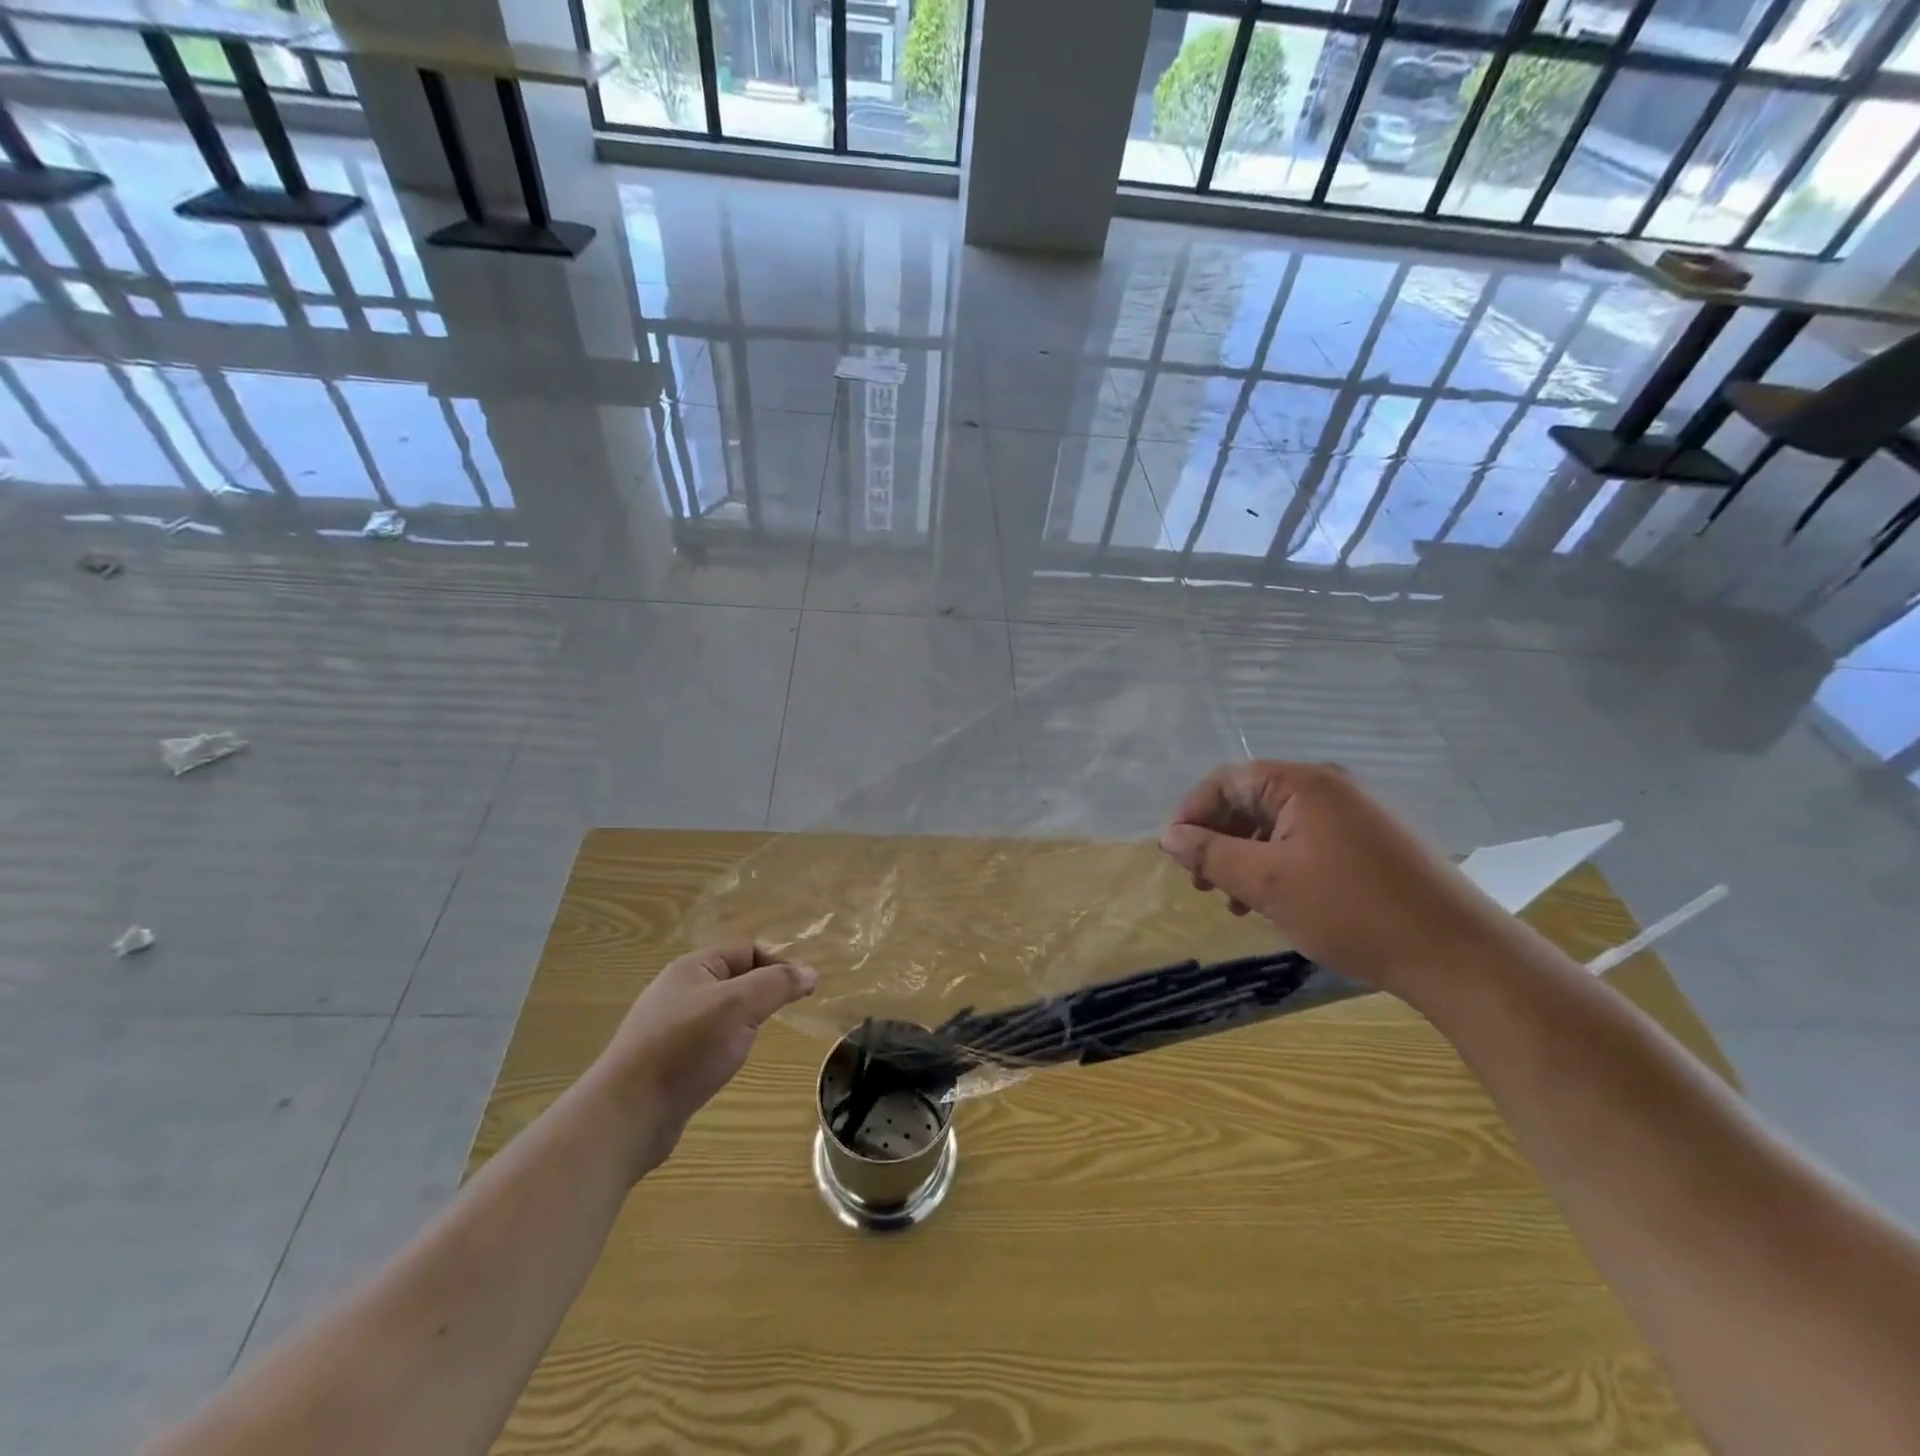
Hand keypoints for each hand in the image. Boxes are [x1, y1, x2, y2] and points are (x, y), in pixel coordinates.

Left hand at [593, 942, 815, 1172]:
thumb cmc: (686, 1048)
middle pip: (735, 978)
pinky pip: (706, 1040)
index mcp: (693, 967)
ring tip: (757, 1039)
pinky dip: (725, 1045)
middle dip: (763, 992)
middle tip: (785, 1014)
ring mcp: (669, 1026)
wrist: (627, 1114)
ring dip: (744, 1021)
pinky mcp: (666, 1060)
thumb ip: (778, 984)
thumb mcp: (740, 1006)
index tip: (803, 990)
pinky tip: (728, 1063)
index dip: (778, 964)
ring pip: (721, 1011)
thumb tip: (810, 972)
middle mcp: (679, 989)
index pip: (748, 950)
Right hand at [1159, 761, 1511, 996]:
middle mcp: (1330, 788)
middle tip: (1204, 885)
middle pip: (1252, 801)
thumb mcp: (1266, 883)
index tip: (1177, 856)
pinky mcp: (1373, 844)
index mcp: (1303, 783)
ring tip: (1236, 903)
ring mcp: (1356, 815)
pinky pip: (1308, 843)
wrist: (1457, 954)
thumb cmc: (1351, 910)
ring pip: (1279, 826)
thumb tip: (1169, 835)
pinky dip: (1281, 867)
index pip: (1227, 780)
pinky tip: (1276, 904)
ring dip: (1247, 859)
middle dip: (1219, 841)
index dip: (1193, 813)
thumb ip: (1210, 855)